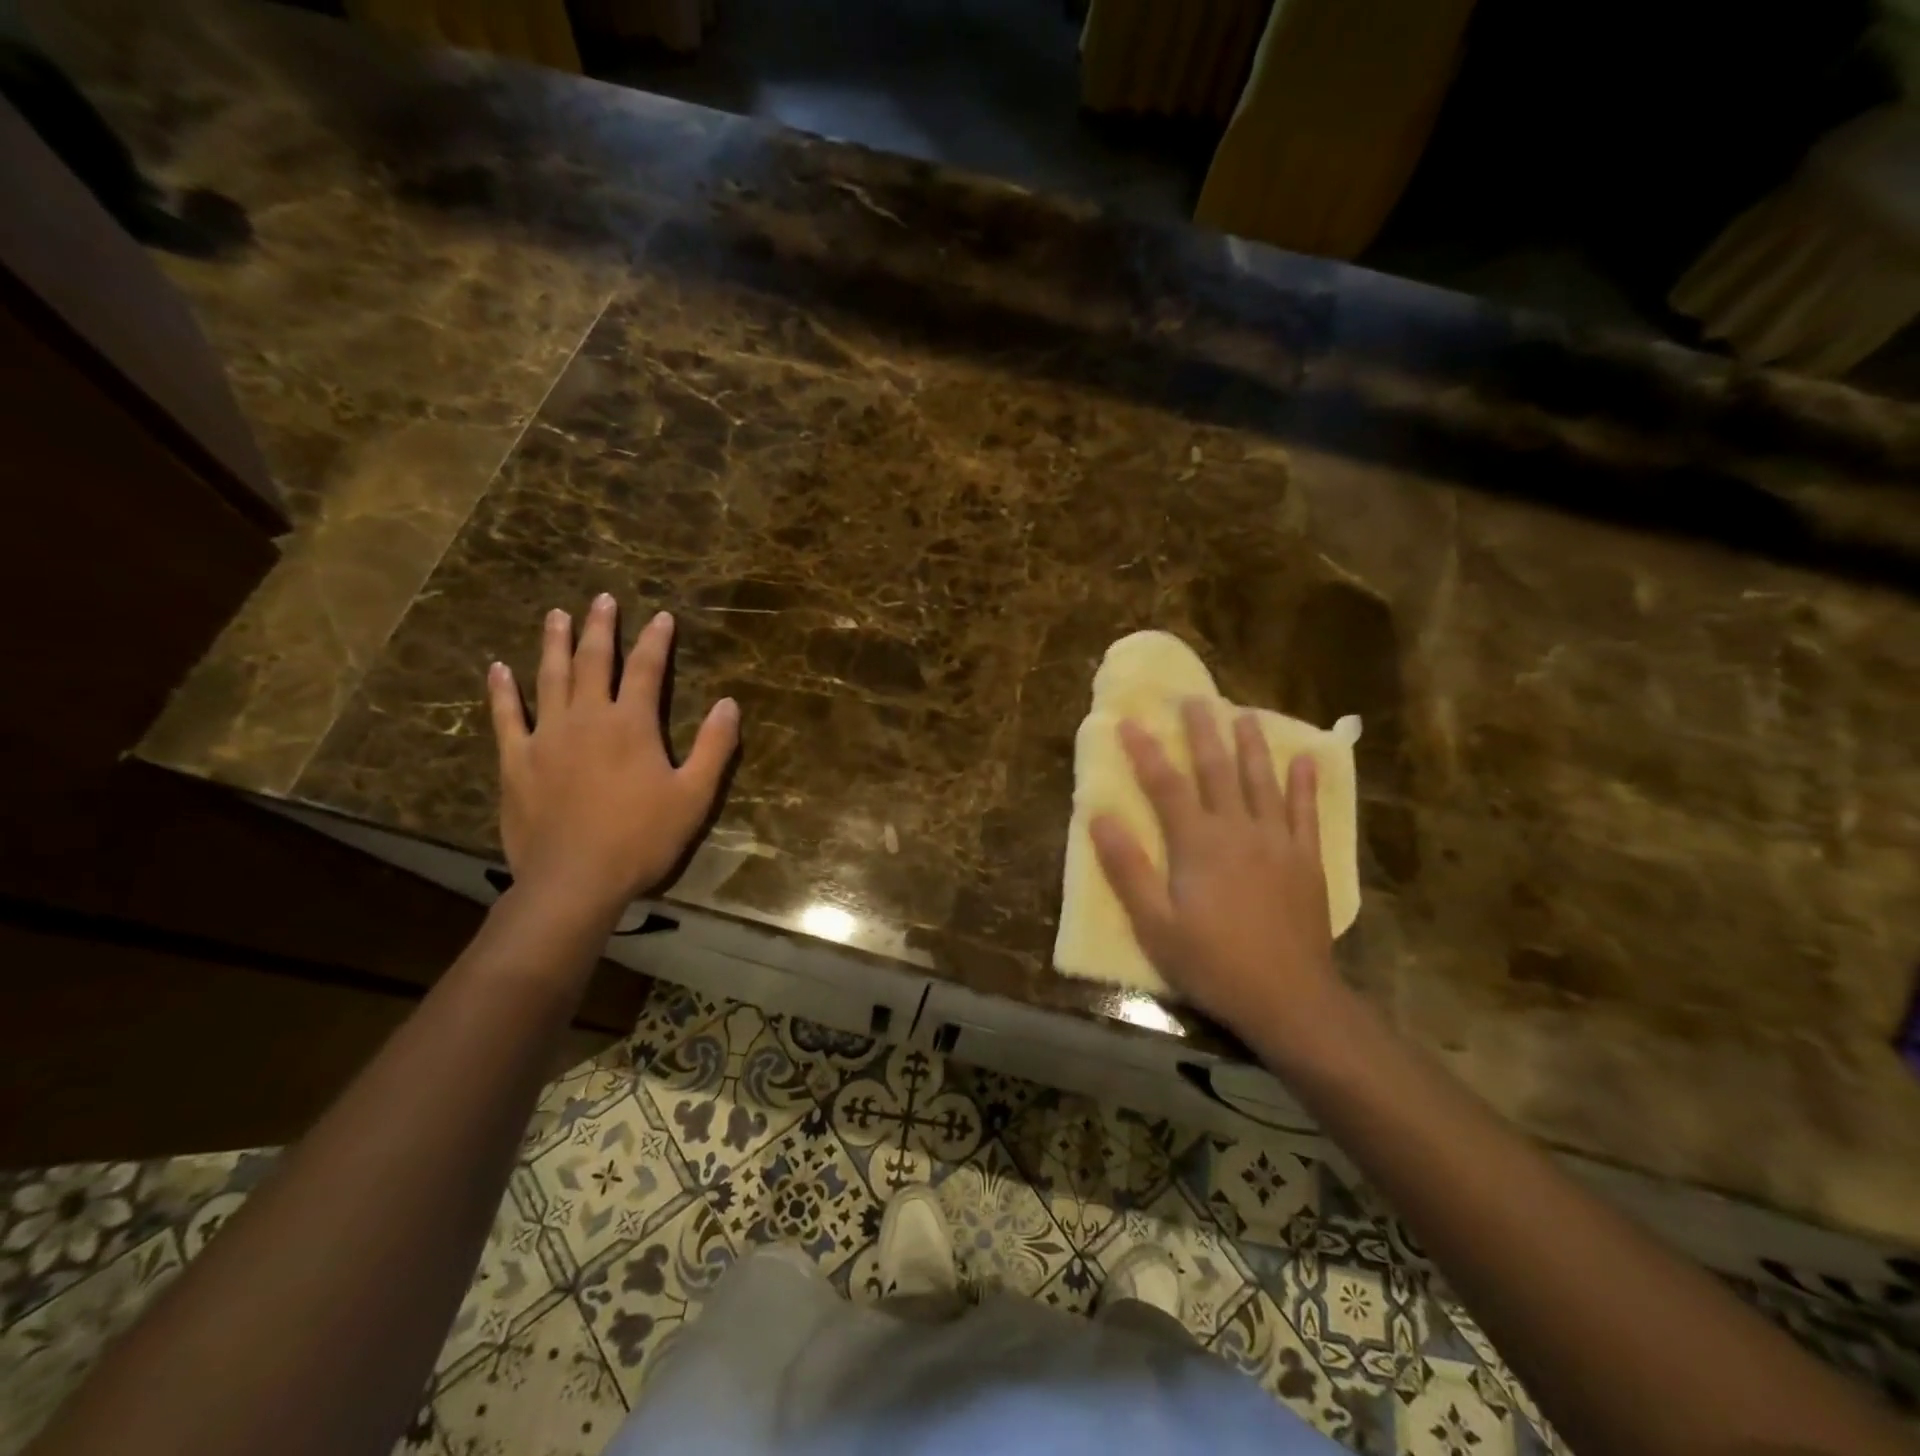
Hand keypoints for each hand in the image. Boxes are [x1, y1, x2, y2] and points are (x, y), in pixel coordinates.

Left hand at [488, 594, 737, 924]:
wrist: (575, 880)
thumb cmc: (642, 838)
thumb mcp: (694, 796)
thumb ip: (714, 747)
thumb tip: (729, 704)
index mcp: (631, 724)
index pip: (645, 669)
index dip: (655, 640)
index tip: (661, 616)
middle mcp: (587, 718)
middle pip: (592, 662)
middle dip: (600, 628)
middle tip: (601, 599)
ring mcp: (546, 737)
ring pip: (548, 678)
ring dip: (553, 644)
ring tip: (556, 615)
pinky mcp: (517, 762)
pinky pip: (507, 717)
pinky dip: (502, 691)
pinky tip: (499, 669)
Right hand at [1090, 699, 1346, 1057]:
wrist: (1289, 998)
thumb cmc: (1213, 962)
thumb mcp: (1154, 924)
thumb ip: (1127, 868)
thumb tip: (1099, 816)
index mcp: (1198, 843)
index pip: (1166, 784)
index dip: (1145, 751)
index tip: (1129, 721)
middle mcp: (1239, 830)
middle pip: (1218, 770)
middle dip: (1203, 731)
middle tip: (1196, 697)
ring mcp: (1279, 842)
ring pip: (1263, 781)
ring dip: (1253, 745)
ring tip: (1245, 713)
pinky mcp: (1307, 861)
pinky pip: (1307, 812)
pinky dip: (1304, 784)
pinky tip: (1304, 760)